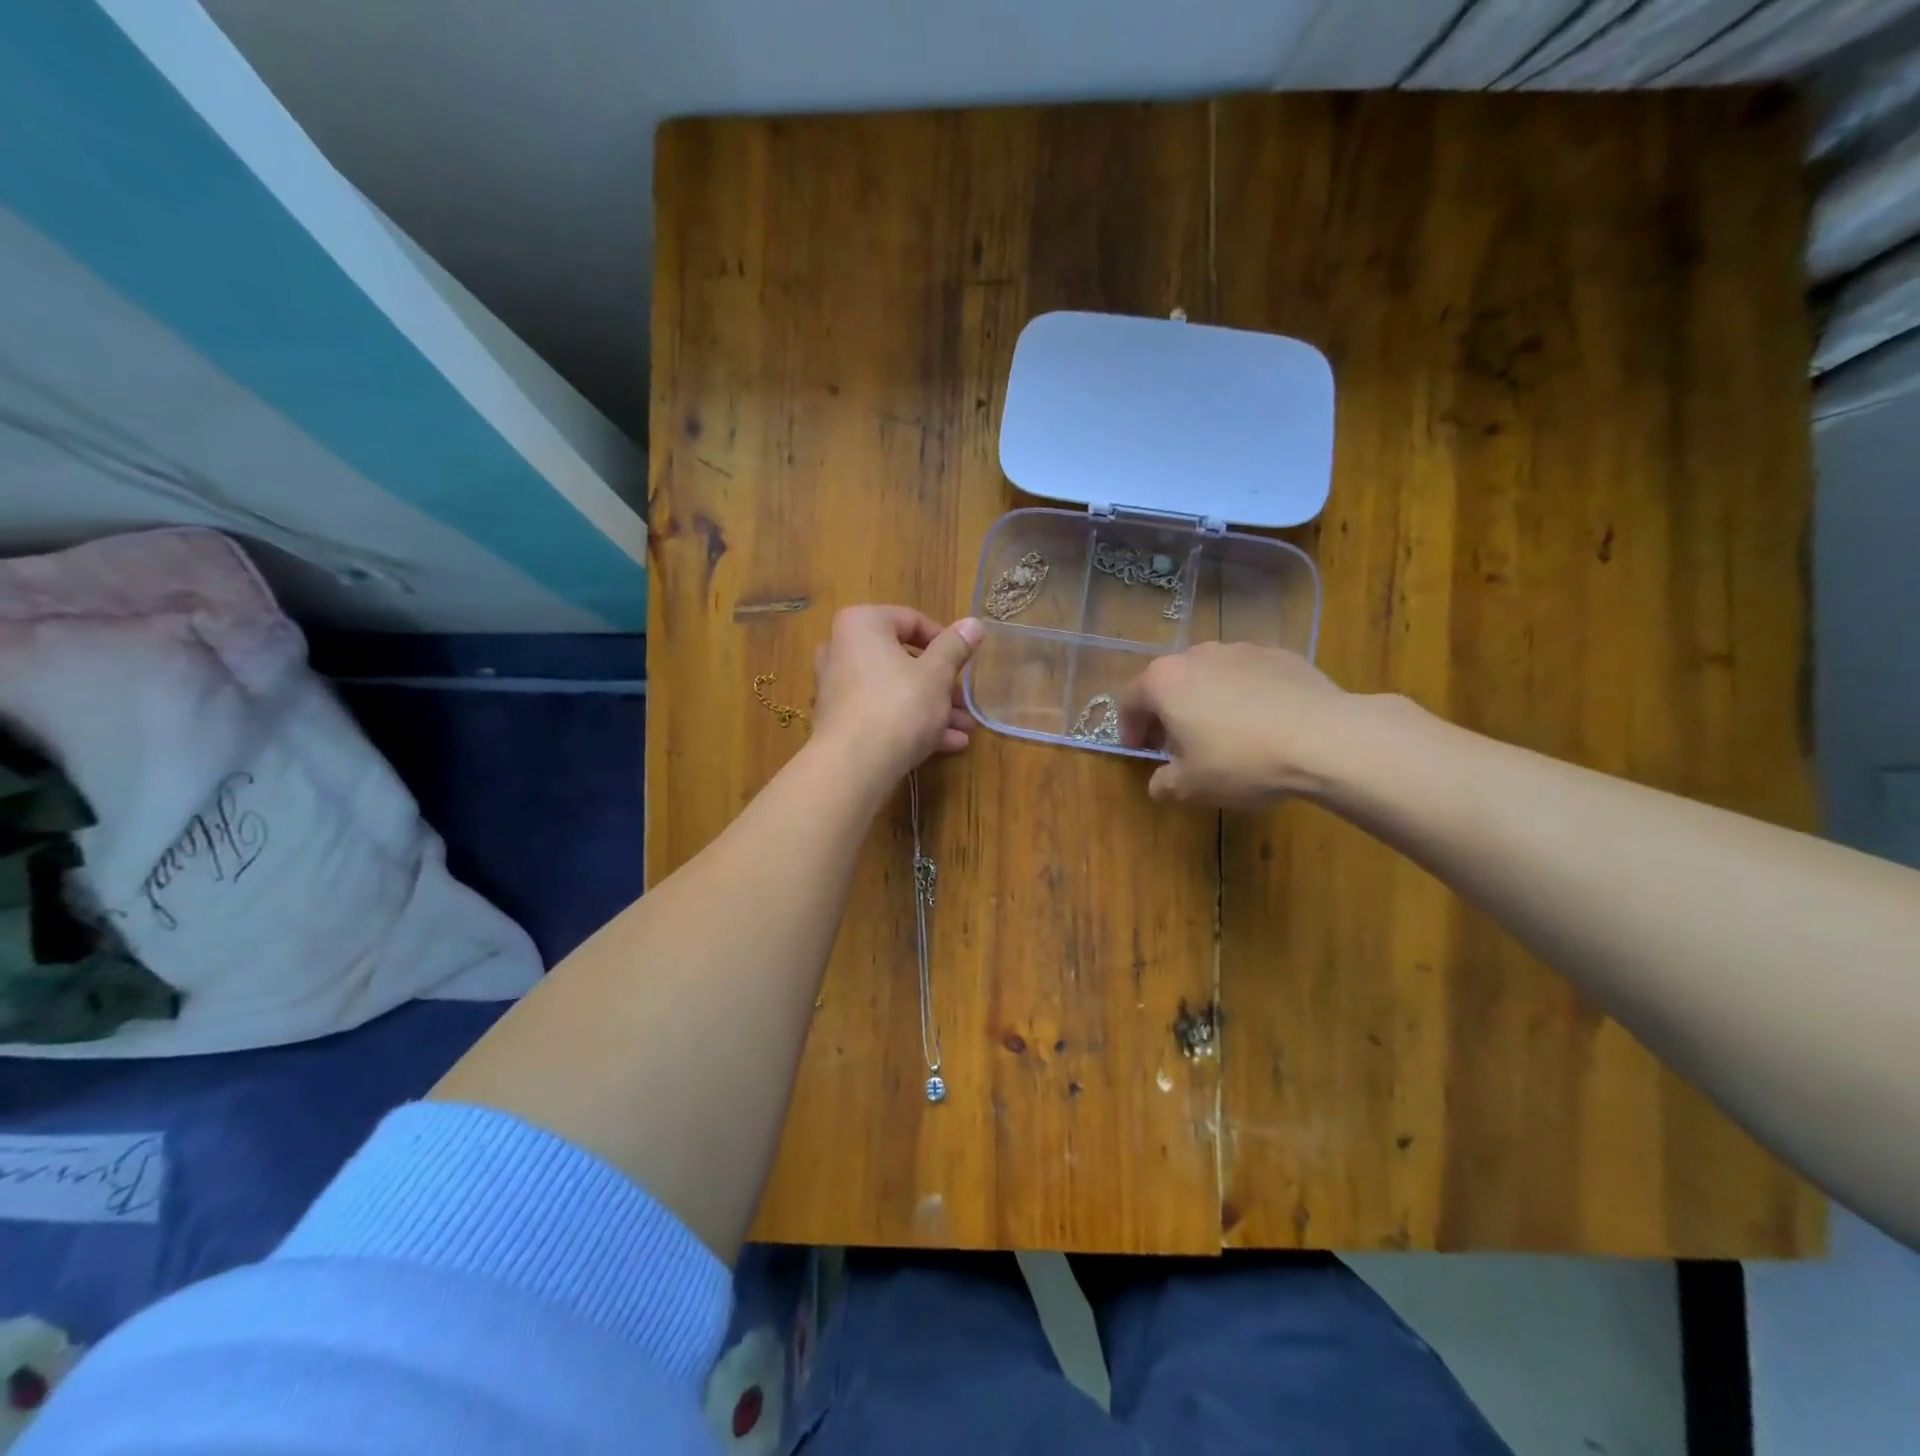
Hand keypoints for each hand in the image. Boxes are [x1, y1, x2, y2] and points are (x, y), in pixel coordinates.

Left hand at [811, 606, 982, 780]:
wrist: (853, 766)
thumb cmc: (899, 706)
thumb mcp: (937, 674)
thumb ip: (955, 647)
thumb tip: (974, 623)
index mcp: (862, 624)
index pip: (911, 621)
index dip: (945, 642)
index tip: (965, 664)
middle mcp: (841, 649)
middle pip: (903, 659)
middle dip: (941, 683)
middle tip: (965, 702)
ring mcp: (837, 687)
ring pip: (894, 689)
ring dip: (932, 707)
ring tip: (964, 729)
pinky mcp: (839, 720)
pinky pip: (880, 711)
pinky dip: (909, 722)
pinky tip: (945, 744)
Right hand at [1117, 643, 1350, 808]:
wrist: (1325, 738)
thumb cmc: (1241, 760)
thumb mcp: (1192, 785)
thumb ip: (1165, 783)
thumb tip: (1158, 785)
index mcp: (1164, 681)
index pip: (1129, 701)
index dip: (1130, 729)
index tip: (1140, 751)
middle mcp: (1196, 655)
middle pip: (1169, 683)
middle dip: (1168, 713)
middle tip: (1177, 745)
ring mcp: (1240, 650)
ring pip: (1209, 676)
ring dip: (1205, 701)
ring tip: (1223, 734)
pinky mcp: (1278, 654)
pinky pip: (1247, 676)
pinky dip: (1244, 695)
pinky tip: (1262, 724)